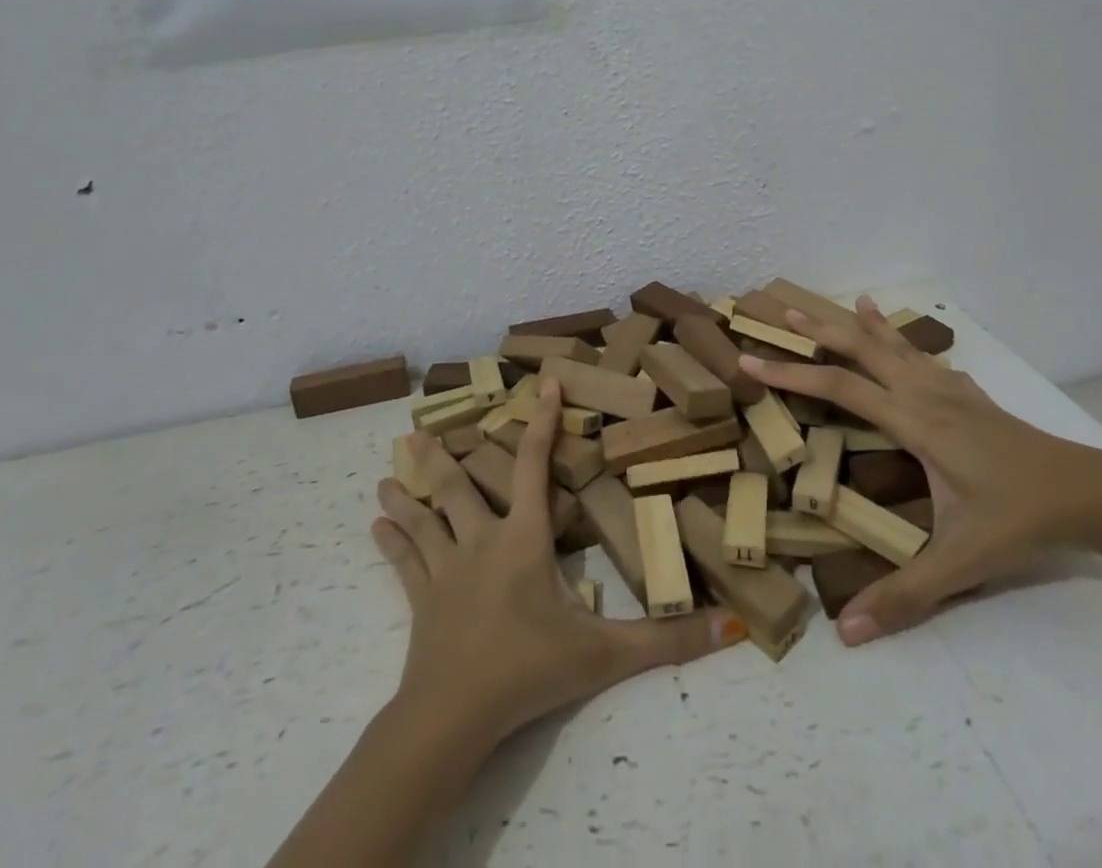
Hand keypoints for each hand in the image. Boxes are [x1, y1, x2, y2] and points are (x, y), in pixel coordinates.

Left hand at [374, 379, 744, 746]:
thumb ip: (666, 641)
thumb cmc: (528, 671)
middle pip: (459, 487)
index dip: (541, 422)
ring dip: (406, 495)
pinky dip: (391, 542)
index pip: (534, 466)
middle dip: (442, 456)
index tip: (543, 384)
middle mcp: (481, 540)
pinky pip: (404, 563)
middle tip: (417, 430)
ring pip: (424, 519)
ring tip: (386, 472)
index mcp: (523, 538)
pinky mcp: (421, 601)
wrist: (452, 716)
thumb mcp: (604, 655)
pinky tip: (372, 526)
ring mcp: (445, 570)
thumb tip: (729, 624)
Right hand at [739, 298, 1101, 647]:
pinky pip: (923, 354)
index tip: (750, 361)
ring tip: (839, 303)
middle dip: (820, 330)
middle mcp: (925, 392)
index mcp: (914, 422)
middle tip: (784, 312)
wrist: (1088, 492)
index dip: (790, 374)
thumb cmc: (1019, 519)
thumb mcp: (961, 561)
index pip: (839, 388)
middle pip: (863, 348)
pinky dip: (900, 336)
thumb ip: (906, 595)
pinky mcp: (969, 393)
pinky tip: (898, 333)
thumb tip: (846, 632)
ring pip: (895, 344)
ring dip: (861, 324)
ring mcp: (950, 388)